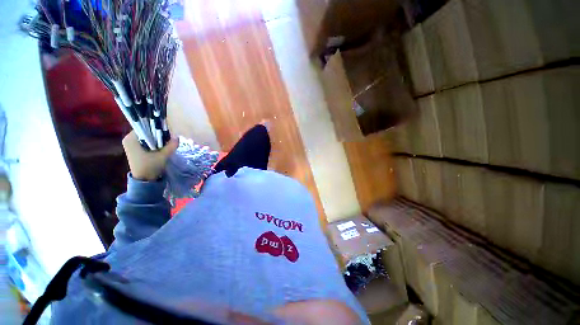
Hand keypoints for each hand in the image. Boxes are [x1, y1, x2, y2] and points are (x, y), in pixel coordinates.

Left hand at [122, 131, 178, 180]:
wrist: (145, 180)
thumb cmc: (150, 167)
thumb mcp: (163, 156)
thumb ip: (171, 146)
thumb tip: (177, 137)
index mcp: (131, 139)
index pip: (145, 126)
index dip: (157, 128)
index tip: (167, 133)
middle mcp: (129, 139)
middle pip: (146, 131)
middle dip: (158, 134)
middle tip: (168, 139)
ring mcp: (132, 144)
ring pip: (148, 136)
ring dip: (157, 139)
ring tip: (166, 143)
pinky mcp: (136, 149)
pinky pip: (147, 141)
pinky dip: (155, 142)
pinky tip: (161, 147)